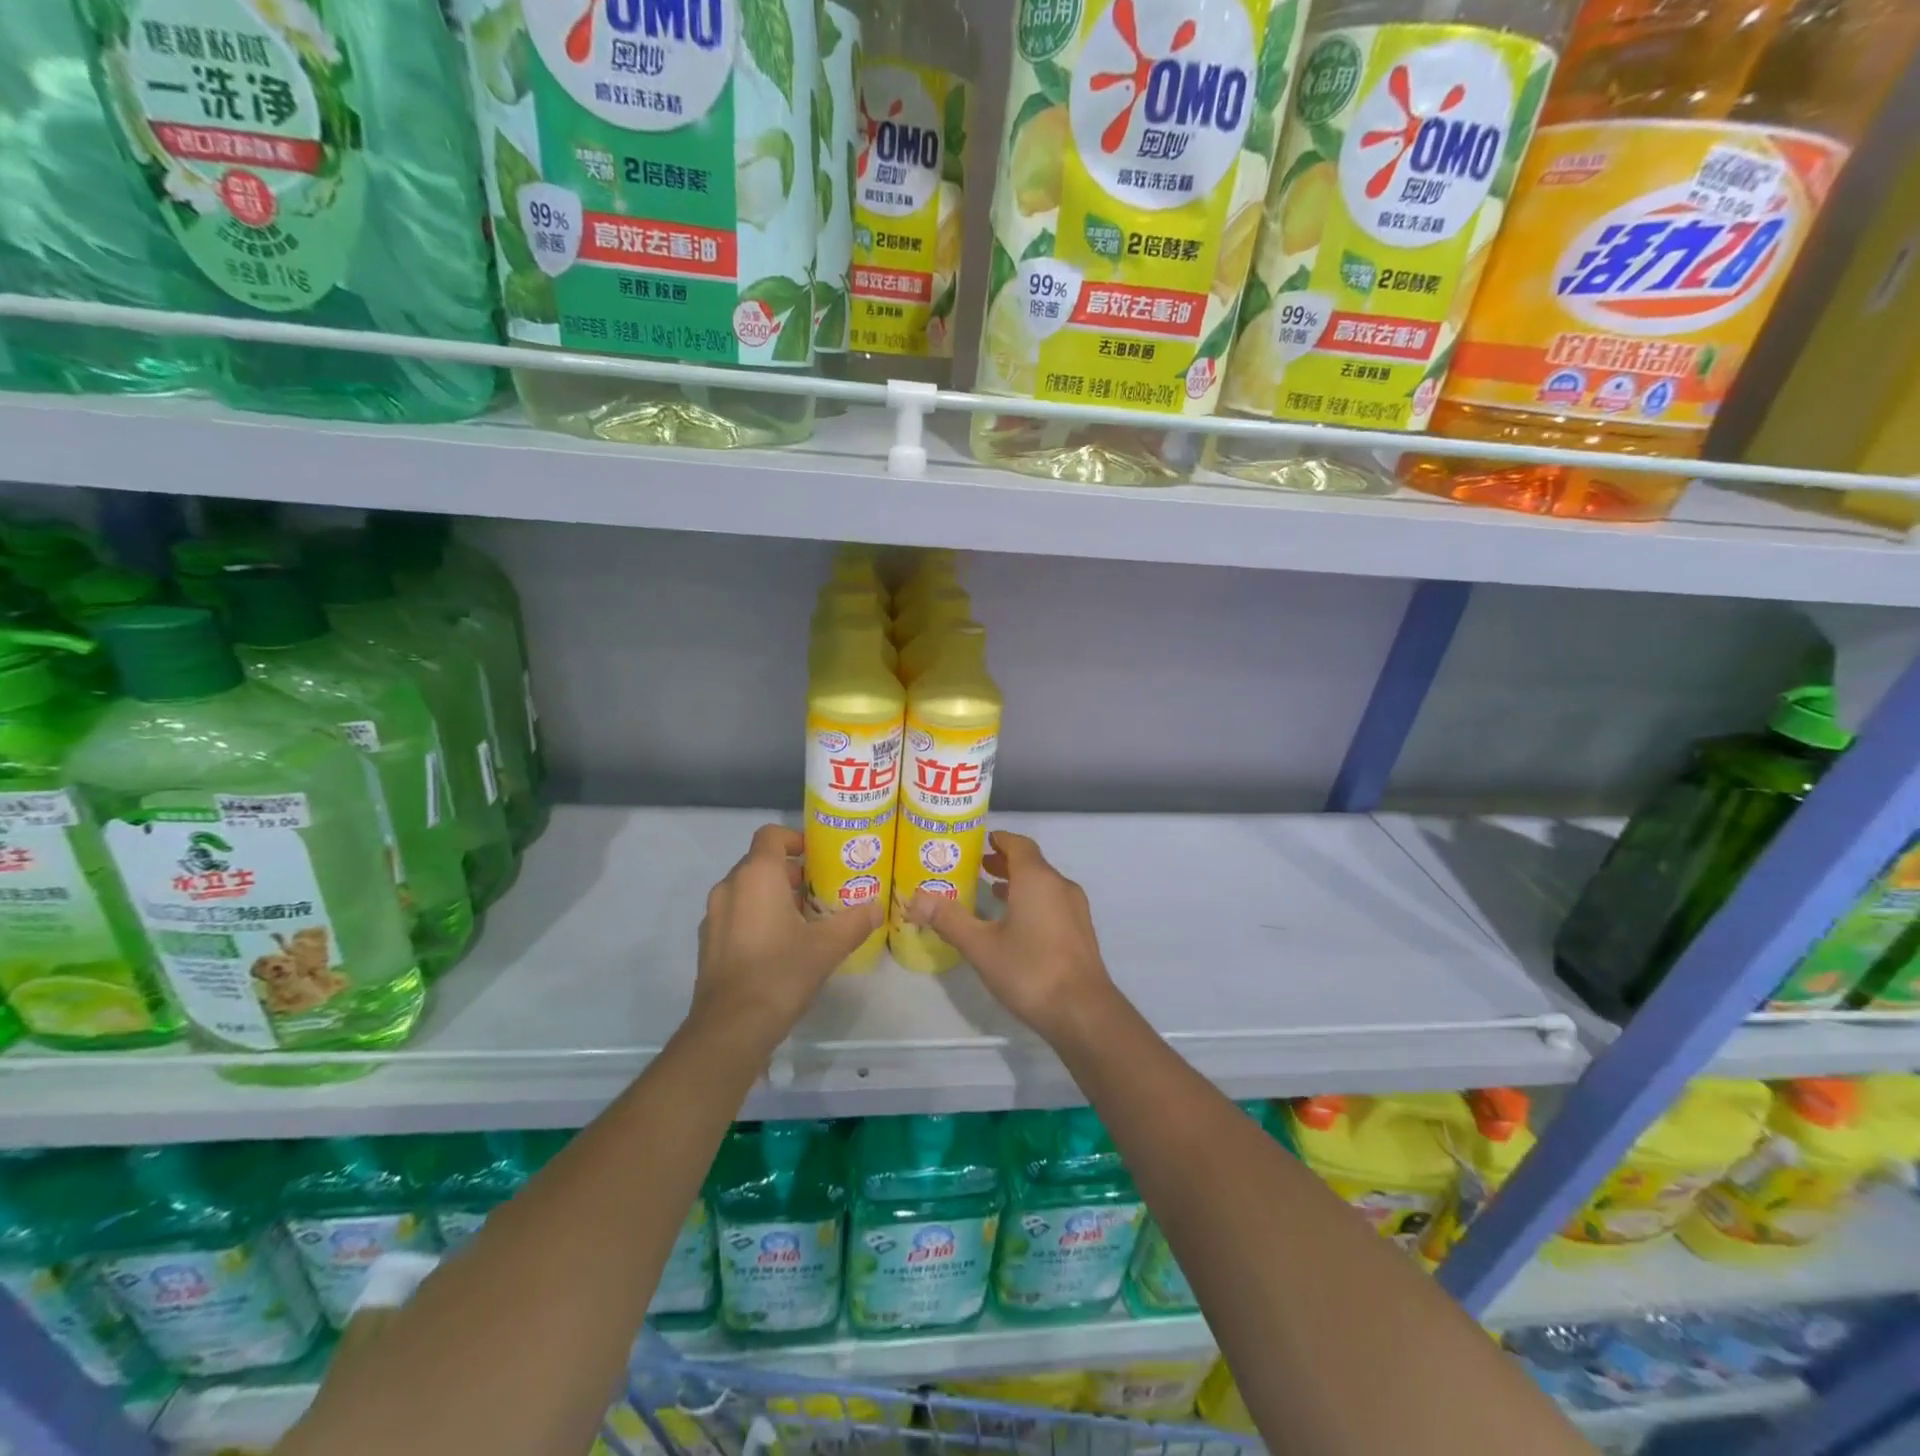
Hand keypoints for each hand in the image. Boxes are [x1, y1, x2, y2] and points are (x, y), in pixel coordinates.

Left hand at [691, 825, 879, 1053]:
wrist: (731, 1027)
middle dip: (791, 873)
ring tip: (804, 921)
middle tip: (821, 892)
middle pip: (761, 863)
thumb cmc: (781, 972)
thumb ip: (855, 922)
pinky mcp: (707, 943)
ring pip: (747, 890)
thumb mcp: (828, 946)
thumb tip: (876, 908)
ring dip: (774, 896)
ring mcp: (713, 916)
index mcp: (756, 876)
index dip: (796, 838)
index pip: (771, 835)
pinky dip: (756, 917)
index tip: (819, 856)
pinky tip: (779, 946)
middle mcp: (729, 887)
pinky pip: (735, 915)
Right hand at [911, 831, 1115, 1041]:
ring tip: (991, 891)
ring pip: (1043, 883)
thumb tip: (916, 898)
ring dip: (1018, 882)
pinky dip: (1032, 900)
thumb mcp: (981, 946)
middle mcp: (1059, 885)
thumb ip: (949, 919)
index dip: (999, 839)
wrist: (1083, 1012)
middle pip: (1031, 862)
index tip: (978, 842)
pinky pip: (1052, 901)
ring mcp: (1074, 908)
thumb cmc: (1030, 970)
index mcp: (1037, 879)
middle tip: (976, 867)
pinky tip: (1016, 923)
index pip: (1019, 844)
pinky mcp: (1080, 930)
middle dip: (1004, 861)